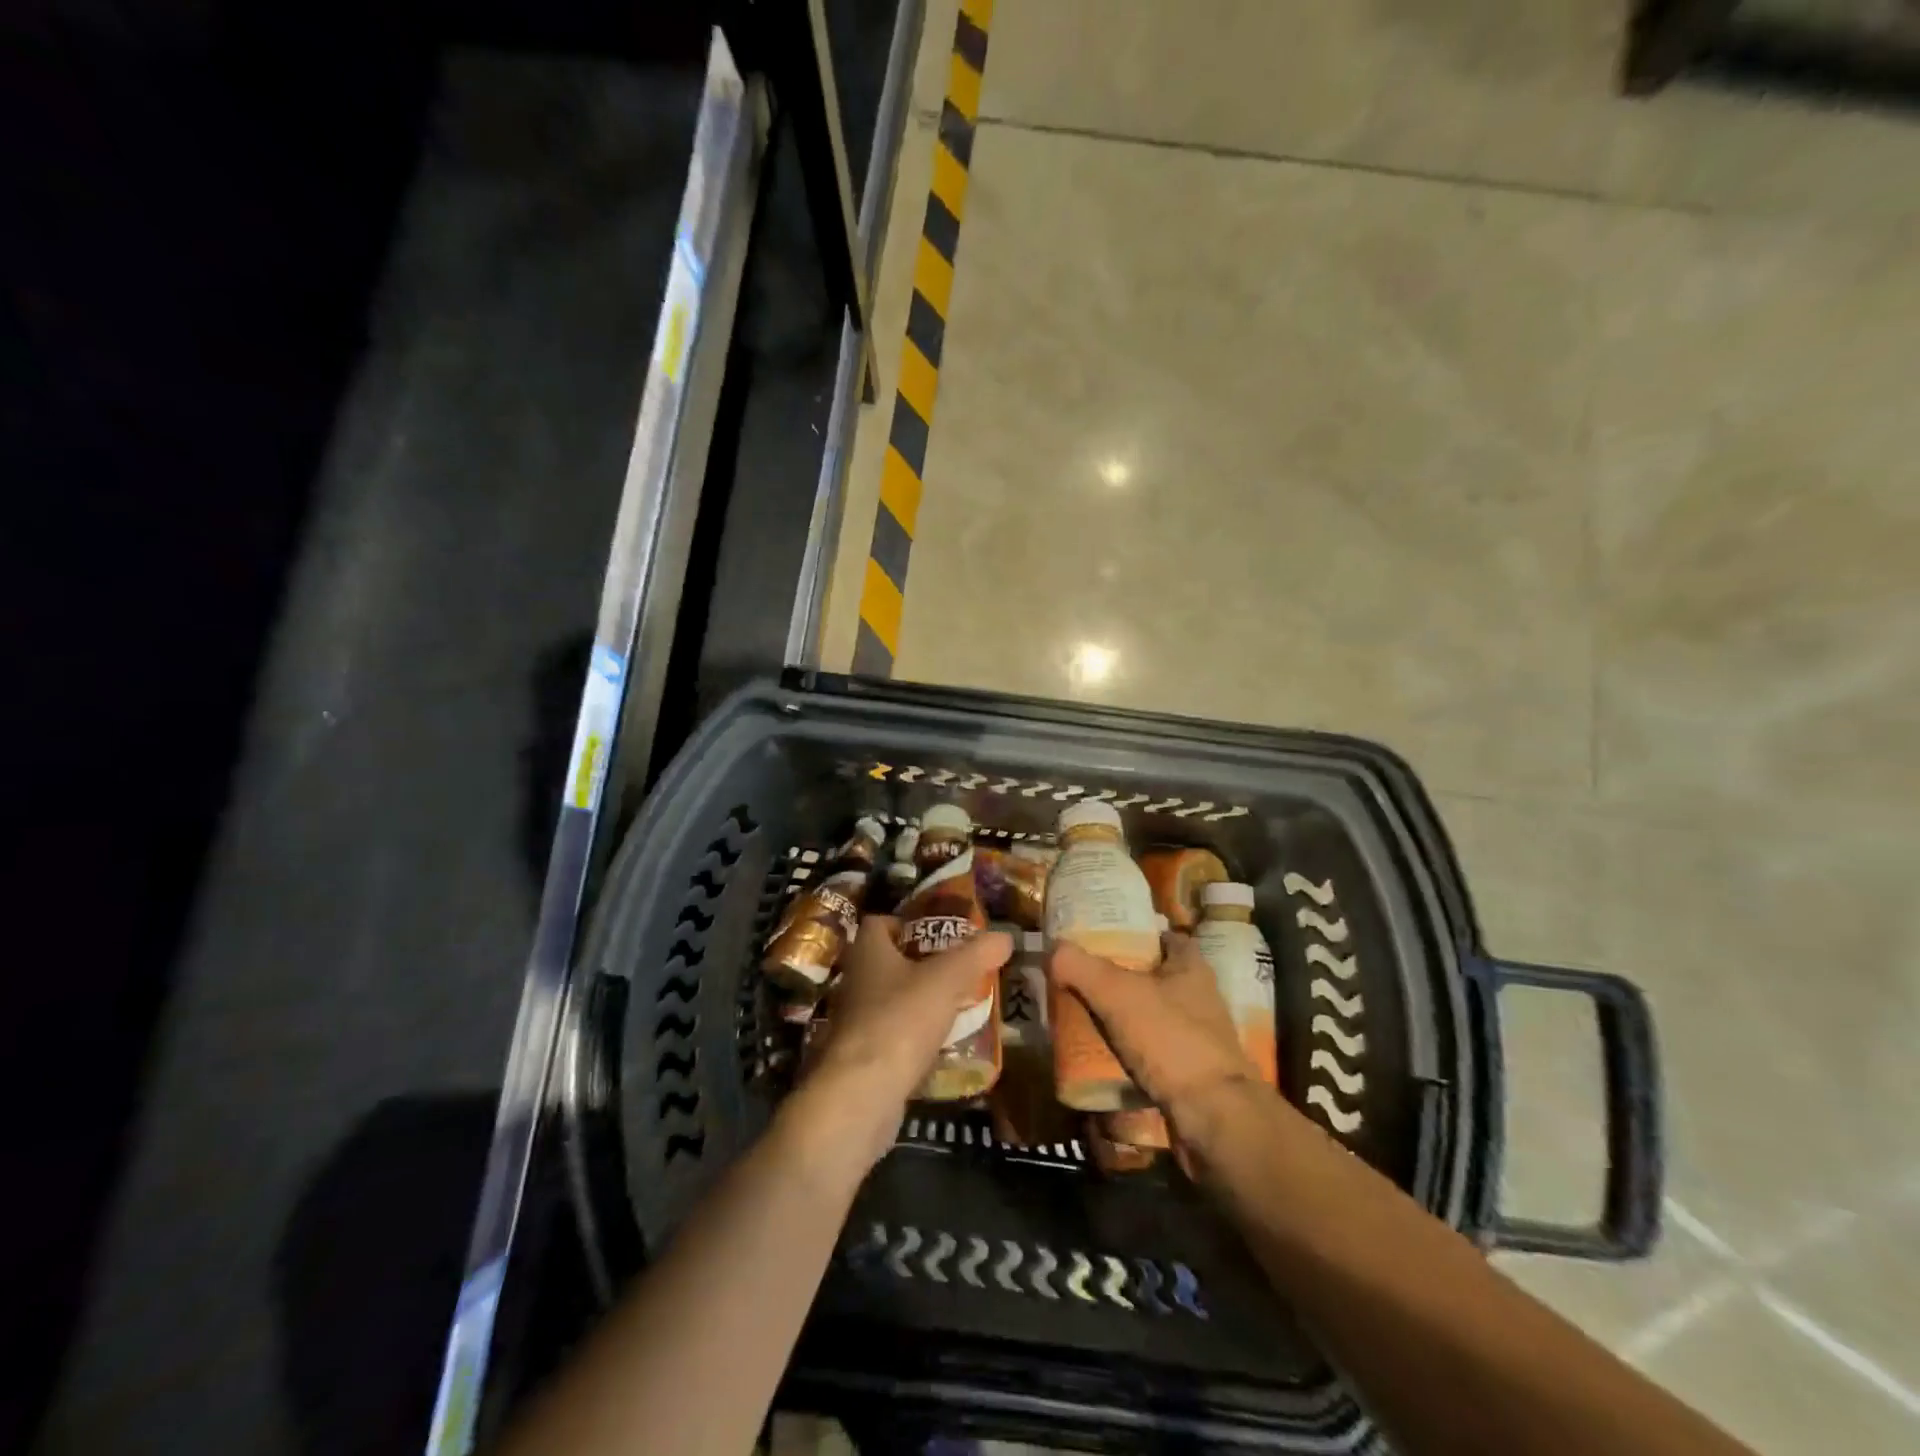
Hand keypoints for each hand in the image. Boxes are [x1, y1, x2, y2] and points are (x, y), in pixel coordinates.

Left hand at [799, 915, 1012, 1168]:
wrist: (861, 1094)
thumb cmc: (900, 1020)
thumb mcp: (947, 979)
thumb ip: (976, 955)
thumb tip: (1005, 936)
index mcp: (868, 952)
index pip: (878, 923)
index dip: (906, 923)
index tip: (938, 934)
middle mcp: (855, 981)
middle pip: (887, 962)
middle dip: (920, 965)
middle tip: (956, 971)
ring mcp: (854, 1022)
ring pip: (889, 1001)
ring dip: (918, 1003)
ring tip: (956, 1007)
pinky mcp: (860, 1058)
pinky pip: (891, 1037)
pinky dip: (913, 1038)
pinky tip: (941, 1046)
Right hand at [1049, 933, 1265, 1132]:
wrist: (1213, 1116)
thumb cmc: (1170, 1039)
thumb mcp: (1117, 994)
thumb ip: (1081, 967)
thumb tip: (1053, 948)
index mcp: (1191, 968)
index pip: (1166, 937)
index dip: (1138, 934)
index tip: (1104, 938)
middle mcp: (1200, 998)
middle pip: (1155, 978)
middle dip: (1122, 978)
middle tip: (1083, 979)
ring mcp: (1198, 1038)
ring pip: (1152, 1017)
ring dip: (1124, 1019)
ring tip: (1084, 1018)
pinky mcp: (1191, 1074)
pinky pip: (1153, 1055)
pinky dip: (1130, 1054)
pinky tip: (1102, 1057)